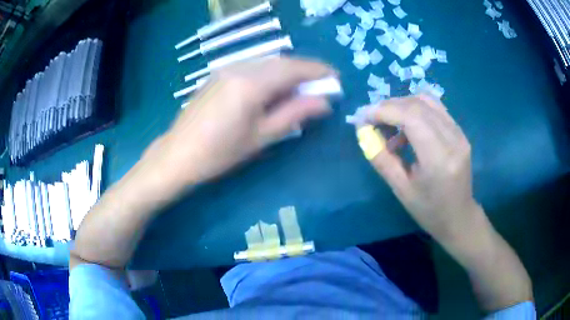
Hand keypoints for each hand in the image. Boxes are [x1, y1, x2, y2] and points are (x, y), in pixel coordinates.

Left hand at [153, 57, 334, 187]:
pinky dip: (270, 74)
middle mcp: (239, 68)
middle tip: (321, 87)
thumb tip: (324, 102)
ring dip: (288, 72)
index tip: (336, 79)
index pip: (293, 68)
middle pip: (281, 61)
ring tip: (300, 91)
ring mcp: (226, 69)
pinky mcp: (218, 75)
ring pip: (267, 63)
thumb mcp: (261, 137)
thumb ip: (295, 114)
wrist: (177, 155)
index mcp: (251, 83)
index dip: (318, 71)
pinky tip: (273, 90)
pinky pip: (252, 67)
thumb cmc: (219, 153)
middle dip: (305, 71)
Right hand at [361, 94, 479, 241]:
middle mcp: (452, 139)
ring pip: (426, 101)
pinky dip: (415, 111)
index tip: (363, 117)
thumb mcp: (401, 190)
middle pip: (417, 105)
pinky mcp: (460, 131)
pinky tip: (407, 128)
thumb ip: (381, 158)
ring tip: (389, 124)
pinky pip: (435, 109)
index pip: (411, 117)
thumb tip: (363, 132)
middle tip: (371, 119)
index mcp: (438, 159)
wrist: (459, 216)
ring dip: (402, 106)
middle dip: (389, 106)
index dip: (384, 111)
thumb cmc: (429, 210)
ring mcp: (459, 133)